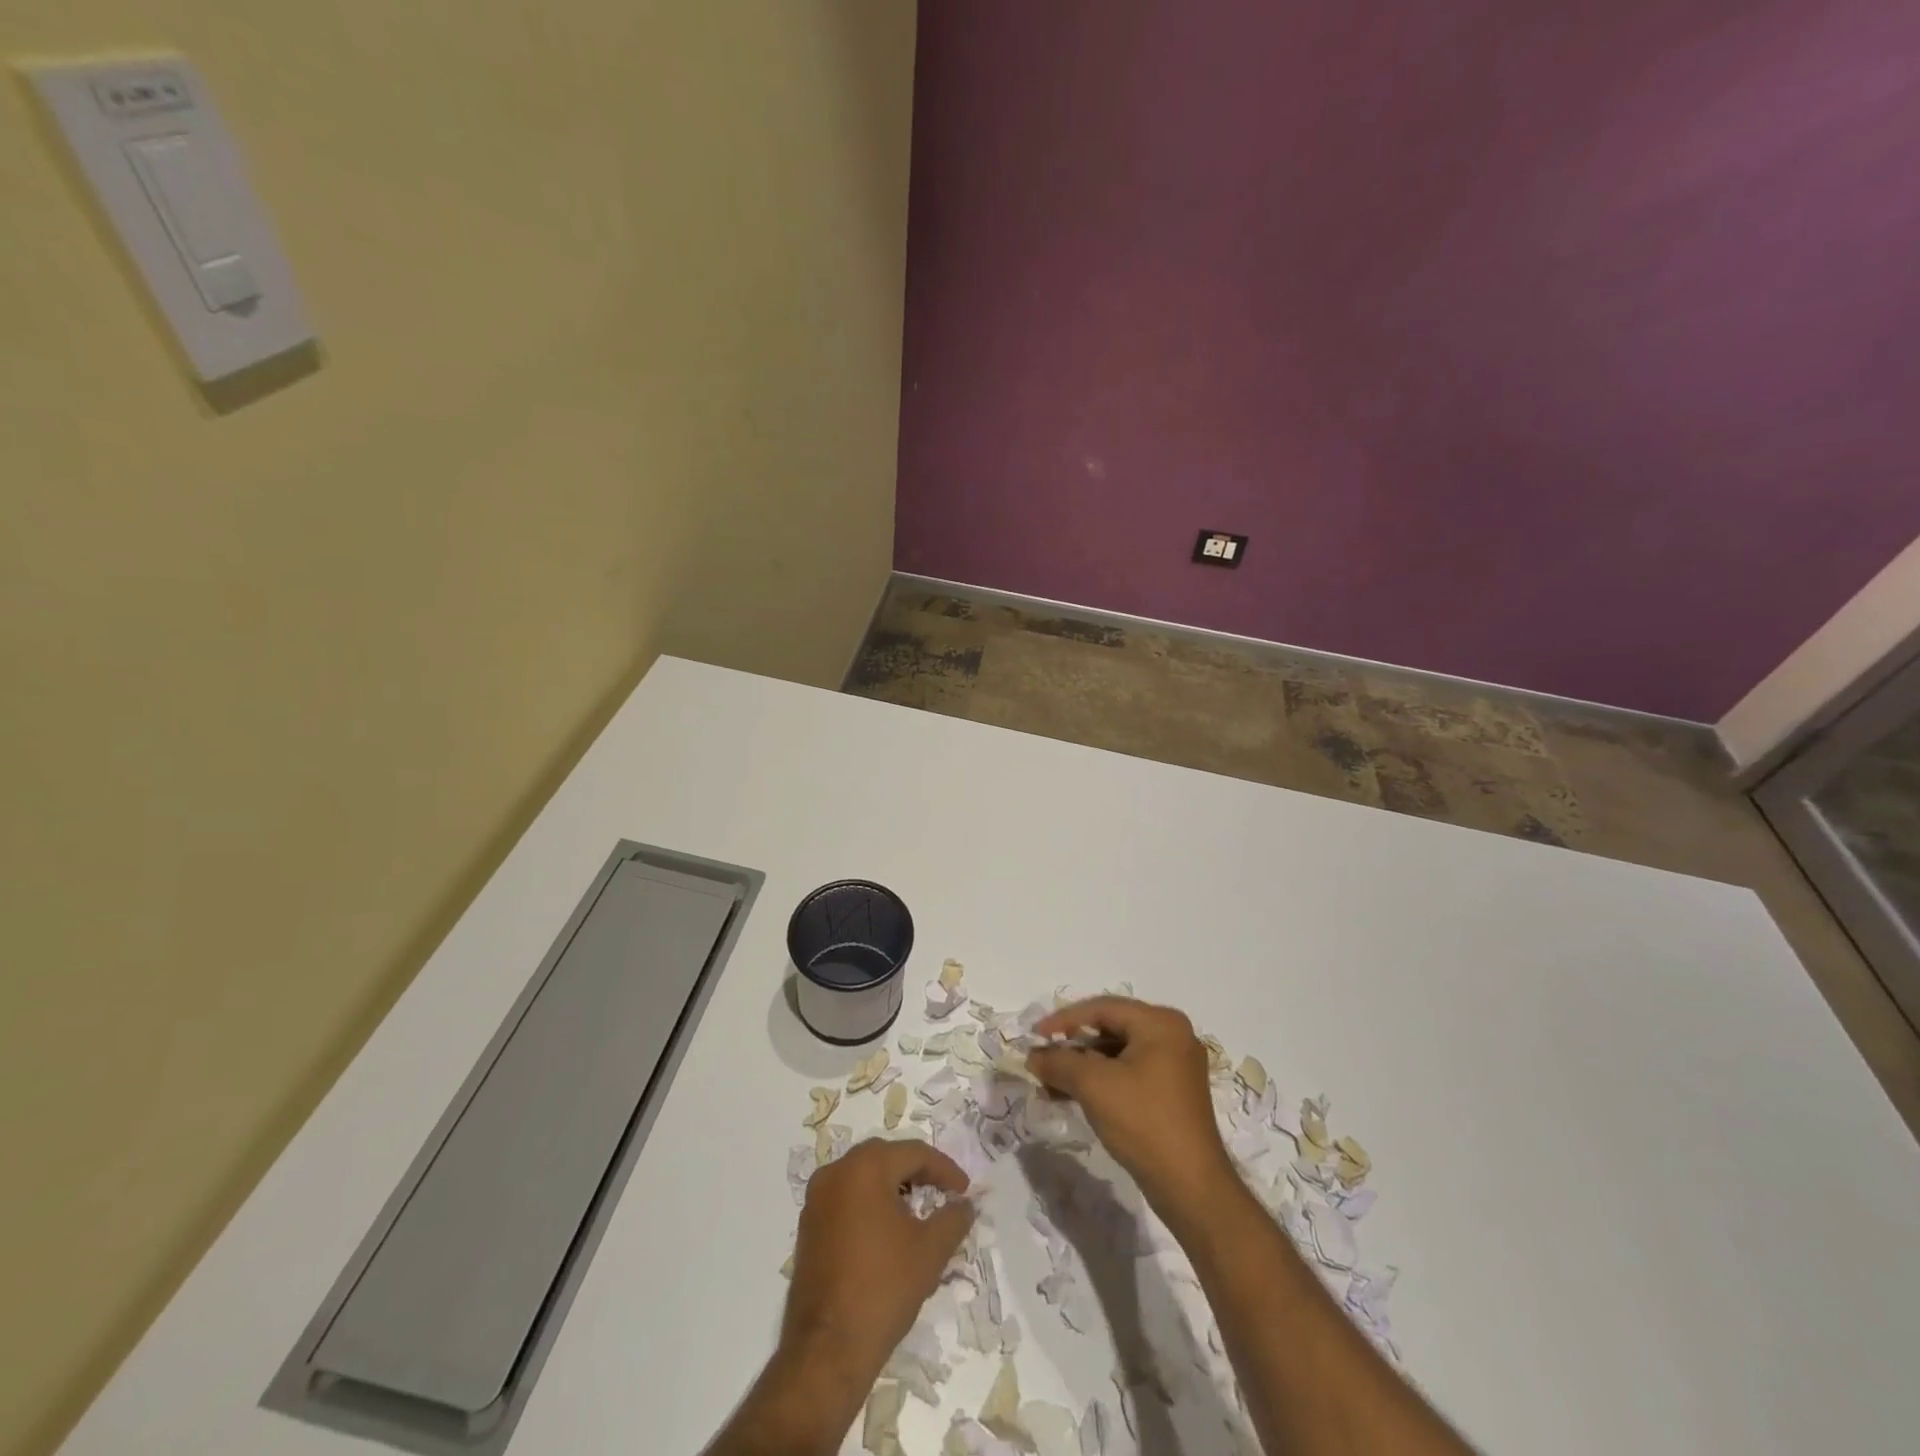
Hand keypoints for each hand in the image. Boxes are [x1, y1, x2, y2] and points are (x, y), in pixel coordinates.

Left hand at [783, 1138, 973, 1377]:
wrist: (827, 1349)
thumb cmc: (883, 1288)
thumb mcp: (930, 1251)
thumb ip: (953, 1218)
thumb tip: (966, 1204)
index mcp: (865, 1167)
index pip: (914, 1153)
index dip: (944, 1169)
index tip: (965, 1191)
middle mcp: (836, 1172)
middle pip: (886, 1158)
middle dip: (917, 1172)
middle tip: (942, 1193)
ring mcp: (816, 1199)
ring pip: (863, 1176)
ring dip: (893, 1186)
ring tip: (917, 1211)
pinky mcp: (808, 1225)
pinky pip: (846, 1198)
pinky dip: (870, 1203)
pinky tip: (886, 1230)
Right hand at [1027, 997, 1235, 1216]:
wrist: (1191, 1187)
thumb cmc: (1143, 1122)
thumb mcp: (1093, 1086)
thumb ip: (1059, 1062)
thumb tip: (1033, 1056)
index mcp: (1160, 1023)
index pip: (1102, 1008)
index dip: (1064, 1020)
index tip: (1033, 1035)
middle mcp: (1172, 1035)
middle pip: (1110, 1028)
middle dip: (1072, 1045)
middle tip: (1041, 1056)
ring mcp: (1175, 1065)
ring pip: (1117, 1053)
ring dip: (1082, 1066)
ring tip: (1049, 1081)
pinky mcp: (1172, 1092)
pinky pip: (1128, 1073)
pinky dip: (1100, 1080)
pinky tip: (1072, 1095)